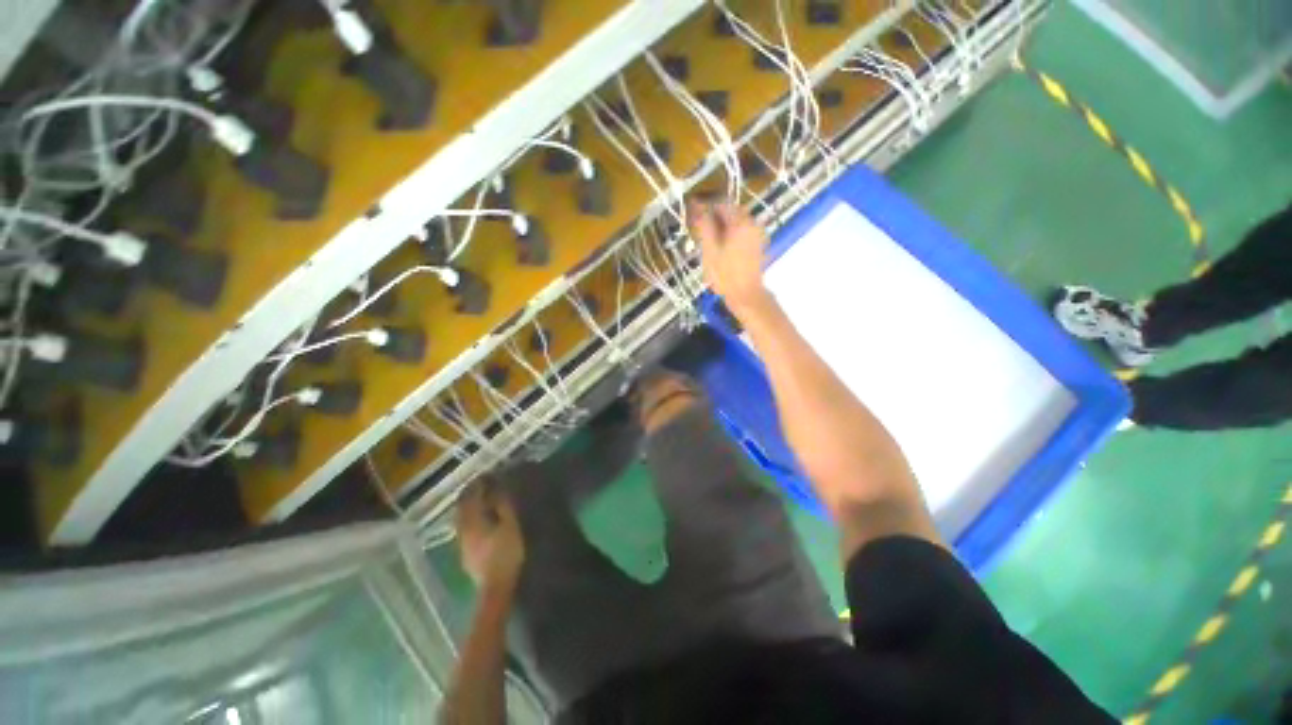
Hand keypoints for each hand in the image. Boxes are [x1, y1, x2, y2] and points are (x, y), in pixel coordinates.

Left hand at [457, 480, 525, 587]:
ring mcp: (463, 546)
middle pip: (462, 509)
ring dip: (471, 509)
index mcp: (472, 522)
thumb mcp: (511, 524)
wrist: (497, 589)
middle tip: (483, 485)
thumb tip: (497, 488)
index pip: (469, 498)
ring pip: (463, 521)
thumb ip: (502, 505)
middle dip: (471, 496)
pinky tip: (483, 523)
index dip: (477, 485)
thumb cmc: (507, 553)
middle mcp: (462, 532)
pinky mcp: (468, 557)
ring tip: (484, 501)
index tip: (486, 475)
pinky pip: (467, 531)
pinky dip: (473, 521)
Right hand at [687, 200, 773, 318]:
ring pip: (736, 222)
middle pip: (730, 211)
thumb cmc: (725, 274)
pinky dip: (730, 234)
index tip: (692, 213)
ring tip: (707, 238)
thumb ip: (704, 225)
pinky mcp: (757, 245)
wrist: (746, 295)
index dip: (705, 206)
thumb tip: (697, 205)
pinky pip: (741, 232)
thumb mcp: (709, 249)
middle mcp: (752, 223)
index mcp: (740, 222)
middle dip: (714, 216)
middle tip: (698, 227)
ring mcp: (757, 235)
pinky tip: (720, 246)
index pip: (721, 203)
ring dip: (721, 225)